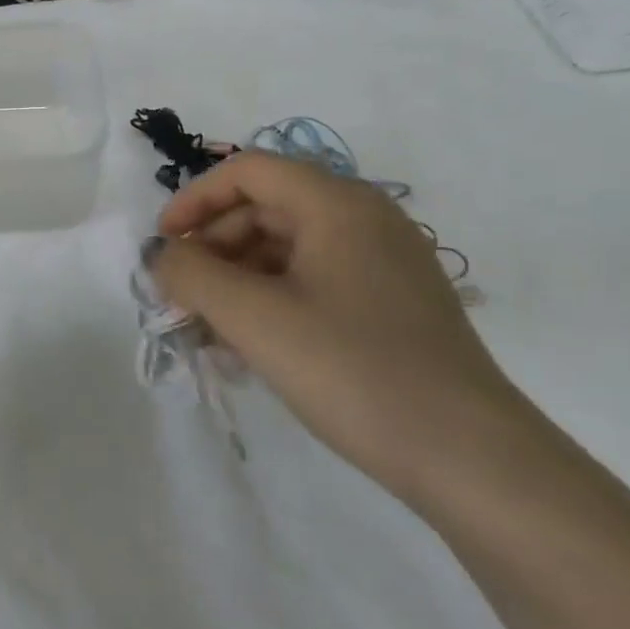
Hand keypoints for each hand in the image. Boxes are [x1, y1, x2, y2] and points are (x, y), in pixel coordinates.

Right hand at [149, 150, 531, 498]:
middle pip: (266, 208)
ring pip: (287, 249)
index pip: (248, 171)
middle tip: (181, 296)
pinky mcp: (391, 303)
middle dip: (213, 247)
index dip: (194, 200)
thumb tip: (161, 254)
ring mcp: (384, 262)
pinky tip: (250, 346)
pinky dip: (271, 300)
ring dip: (237, 279)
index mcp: (337, 205)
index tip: (162, 245)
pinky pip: (313, 281)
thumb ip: (192, 275)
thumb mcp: (254, 319)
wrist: (468, 457)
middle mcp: (365, 219)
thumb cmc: (352, 370)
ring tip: (209, 329)